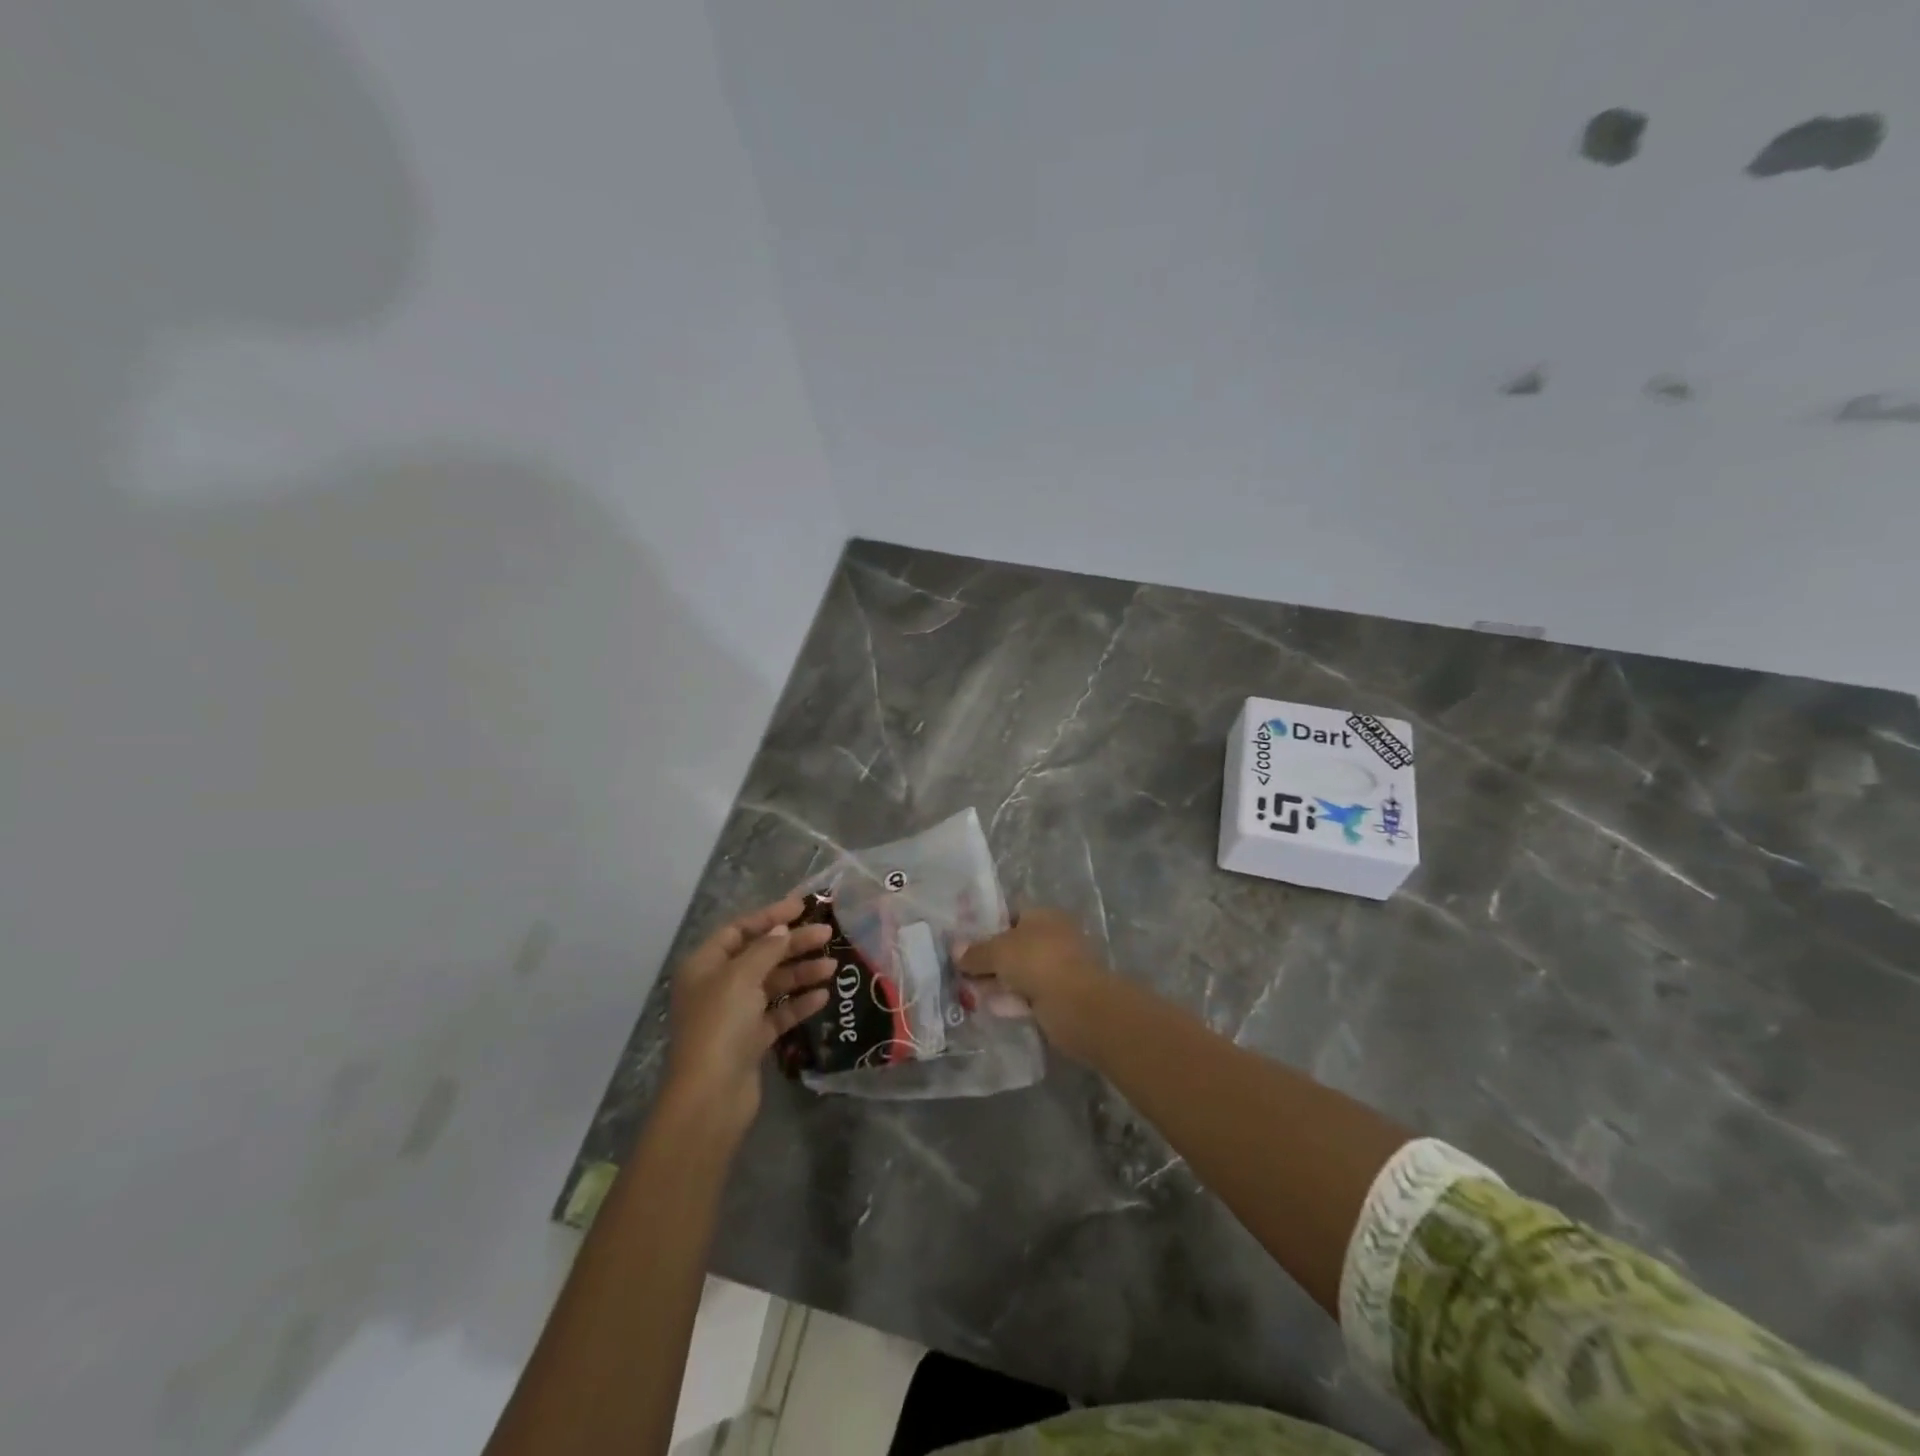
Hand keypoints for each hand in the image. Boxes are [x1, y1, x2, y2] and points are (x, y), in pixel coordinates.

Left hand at [661, 895, 834, 1141]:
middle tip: (827, 934)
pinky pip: (778, 1013)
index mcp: (705, 965)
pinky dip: (798, 1003)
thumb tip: (782, 929)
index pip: (739, 930)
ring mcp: (734, 1015)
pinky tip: (822, 997)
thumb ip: (766, 948)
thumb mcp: (742, 976)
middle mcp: (717, 986)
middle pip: (760, 956)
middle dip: (793, 944)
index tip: (803, 906)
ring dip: (801, 973)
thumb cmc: (721, 1025)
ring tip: (832, 967)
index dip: (770, 916)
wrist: (711, 1096)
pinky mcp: (750, 1040)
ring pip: (772, 984)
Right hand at [958, 908, 1107, 1061]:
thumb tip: (955, 950)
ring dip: (996, 982)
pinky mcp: (1057, 998)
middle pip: (1013, 946)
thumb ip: (976, 952)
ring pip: (1019, 973)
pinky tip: (990, 1008)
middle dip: (988, 959)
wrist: (1077, 1005)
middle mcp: (1052, 938)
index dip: (987, 927)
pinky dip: (1010, 1001)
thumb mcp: (999, 951)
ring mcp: (1057, 969)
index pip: (1012, 915)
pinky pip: (1027, 995)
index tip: (964, 942)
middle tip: (961, 971)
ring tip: (967, 992)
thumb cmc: (1038, 962)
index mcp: (1044, 916)